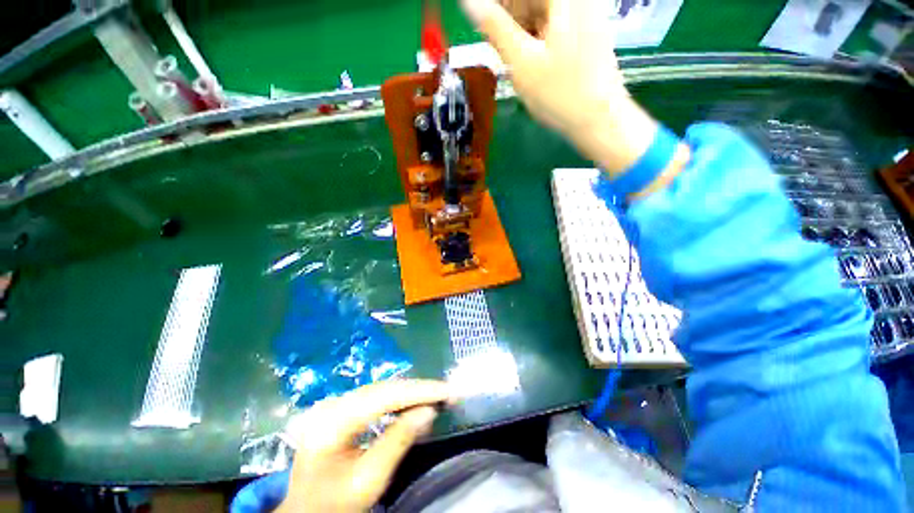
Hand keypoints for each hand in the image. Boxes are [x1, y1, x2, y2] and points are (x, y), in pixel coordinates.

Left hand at [275, 380, 450, 512]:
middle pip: (382, 388)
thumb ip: (399, 442)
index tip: (446, 391)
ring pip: (380, 388)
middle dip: (417, 389)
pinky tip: (412, 399)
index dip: (418, 391)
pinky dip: (397, 397)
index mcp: (332, 424)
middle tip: (445, 391)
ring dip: (409, 391)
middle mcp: (331, 405)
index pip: (384, 397)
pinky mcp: (338, 406)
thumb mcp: (370, 480)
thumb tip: (429, 411)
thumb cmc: (336, 503)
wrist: (305, 512)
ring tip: (435, 393)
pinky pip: (374, 396)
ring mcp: (333, 403)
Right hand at [460, 0, 678, 177]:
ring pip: (541, 12)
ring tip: (511, 57)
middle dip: (509, 19)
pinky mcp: (586, 32)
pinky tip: (529, 60)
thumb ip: (494, 27)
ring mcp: (585, 14)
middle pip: (532, 1)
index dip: (498, 9)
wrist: (598, 120)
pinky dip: (536, 38)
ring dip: (520, 30)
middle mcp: (578, 0)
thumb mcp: (521, 62)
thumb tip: (470, 2)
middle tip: (497, 47)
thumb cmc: (559, 93)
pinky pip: (553, 24)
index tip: (485, 28)